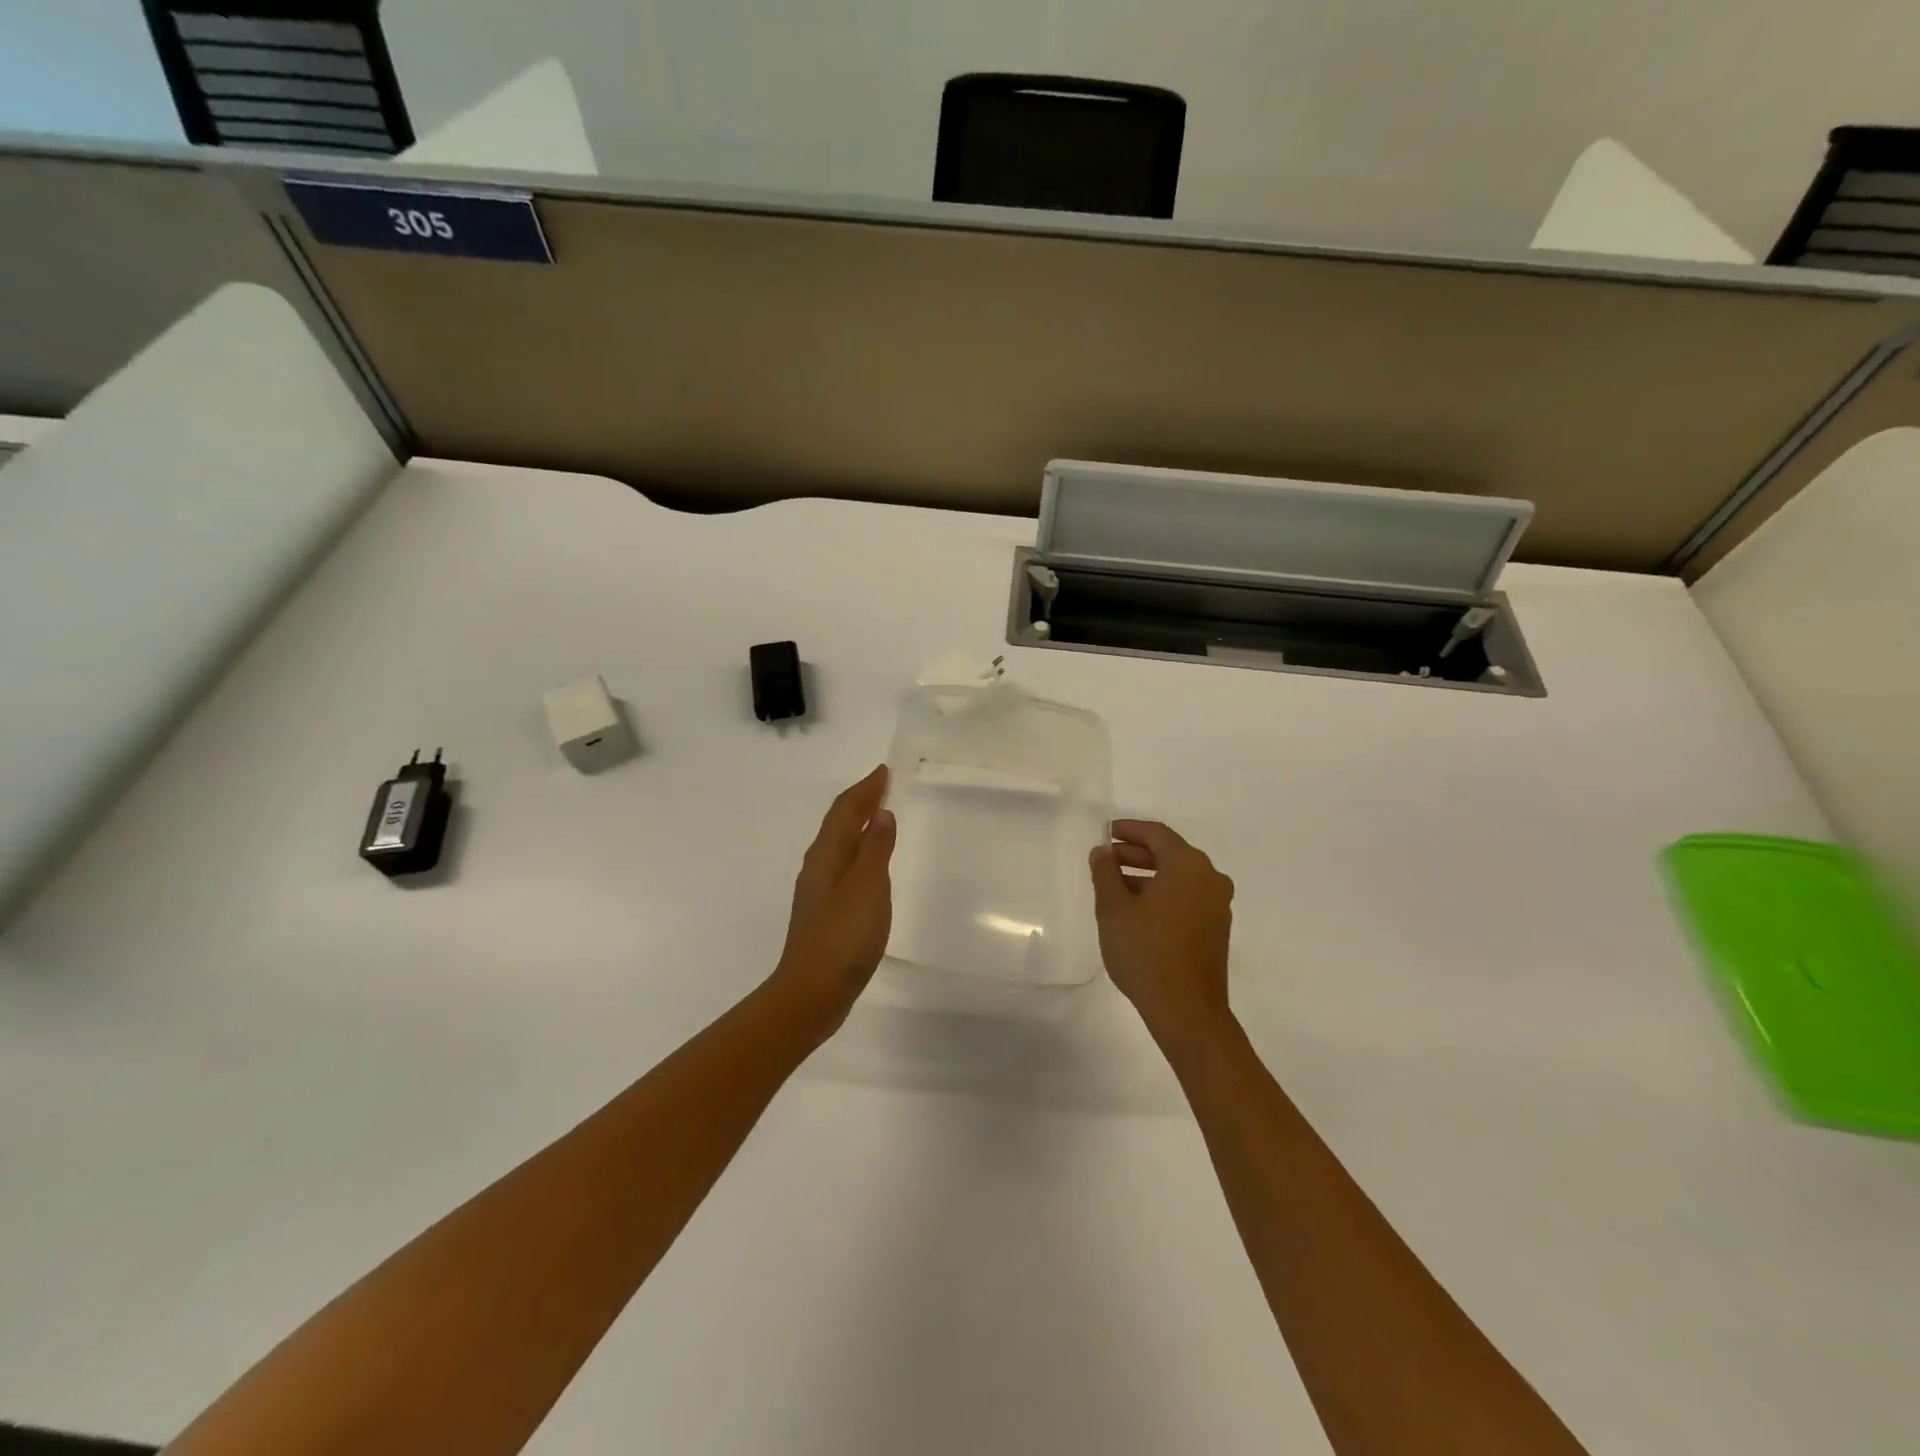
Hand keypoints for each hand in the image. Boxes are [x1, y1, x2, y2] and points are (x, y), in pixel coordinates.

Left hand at [769, 766, 896, 1036]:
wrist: (812, 991)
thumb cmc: (843, 936)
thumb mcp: (867, 887)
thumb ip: (875, 849)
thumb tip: (881, 814)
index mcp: (827, 855)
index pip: (845, 810)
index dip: (865, 789)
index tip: (884, 771)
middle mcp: (819, 866)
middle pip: (838, 823)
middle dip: (860, 801)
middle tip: (883, 785)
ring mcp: (819, 890)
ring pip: (839, 843)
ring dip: (858, 824)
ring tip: (879, 815)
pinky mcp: (825, 910)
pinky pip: (843, 864)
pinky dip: (858, 850)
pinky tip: (868, 863)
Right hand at [1090, 820, 1234, 1040]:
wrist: (1187, 1010)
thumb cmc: (1146, 951)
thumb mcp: (1113, 909)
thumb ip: (1105, 873)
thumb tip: (1102, 852)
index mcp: (1188, 866)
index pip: (1157, 834)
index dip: (1129, 830)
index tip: (1106, 832)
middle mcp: (1210, 879)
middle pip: (1170, 854)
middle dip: (1136, 854)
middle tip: (1106, 859)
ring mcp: (1217, 905)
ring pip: (1179, 878)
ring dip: (1147, 875)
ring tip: (1114, 886)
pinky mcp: (1216, 929)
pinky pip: (1187, 897)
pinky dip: (1162, 894)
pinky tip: (1137, 909)